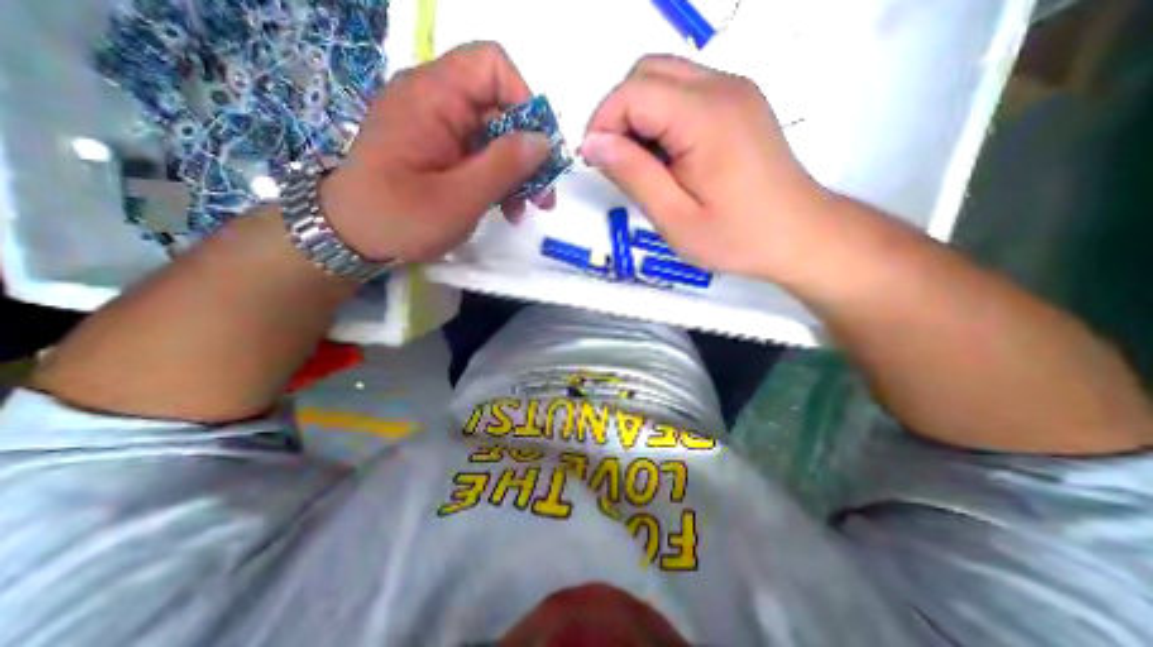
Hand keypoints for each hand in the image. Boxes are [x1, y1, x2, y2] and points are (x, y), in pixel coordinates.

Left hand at [313, 42, 550, 262]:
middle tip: (543, 195)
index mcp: (433, 97)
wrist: (351, 237)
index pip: (491, 66)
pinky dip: (500, 180)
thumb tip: (543, 141)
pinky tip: (507, 209)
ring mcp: (440, 129)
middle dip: (528, 151)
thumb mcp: (459, 197)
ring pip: (496, 137)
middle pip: (501, 108)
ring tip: (526, 209)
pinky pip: (482, 156)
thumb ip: (503, 166)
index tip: (538, 151)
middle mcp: (437, 103)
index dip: (524, 102)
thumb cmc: (399, 218)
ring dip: (518, 172)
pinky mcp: (442, 153)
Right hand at [588, 54, 828, 278]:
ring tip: (644, 166)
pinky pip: (685, 93)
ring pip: (664, 79)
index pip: (633, 92)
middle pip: (646, 73)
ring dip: (639, 116)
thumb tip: (593, 144)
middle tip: (618, 165)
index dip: (603, 124)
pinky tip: (669, 158)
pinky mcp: (739, 103)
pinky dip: (662, 118)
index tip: (595, 164)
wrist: (799, 235)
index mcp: (706, 117)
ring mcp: (735, 91)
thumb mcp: (674, 218)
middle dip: (618, 115)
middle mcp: (722, 88)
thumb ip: (633, 175)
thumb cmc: (736, 237)